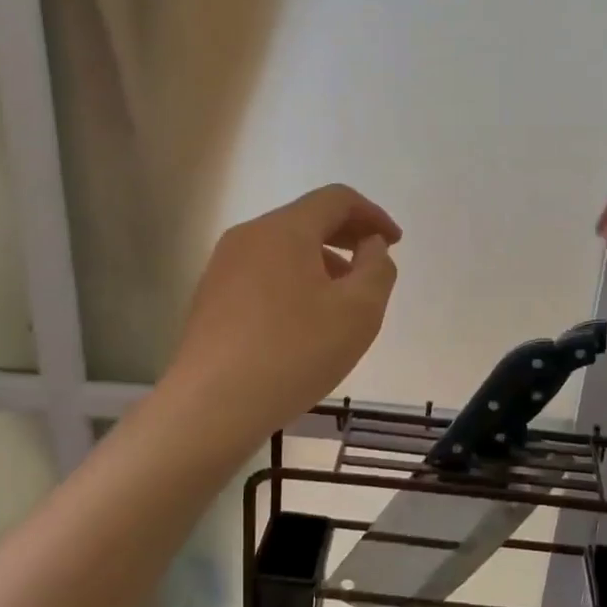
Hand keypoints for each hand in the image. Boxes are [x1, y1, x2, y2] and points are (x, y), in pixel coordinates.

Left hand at [164, 184, 400, 439]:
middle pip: (307, 219)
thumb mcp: (359, 311)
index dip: (373, 215)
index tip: (395, 243)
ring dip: (321, 260)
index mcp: (284, 229)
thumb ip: (378, 268)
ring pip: (284, 247)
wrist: (211, 407)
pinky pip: (263, 271)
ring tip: (342, 300)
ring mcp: (223, 266)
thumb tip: (371, 246)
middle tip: (374, 265)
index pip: (336, 199)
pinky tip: (304, 320)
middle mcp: (249, 236)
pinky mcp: (211, 296)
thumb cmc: (294, 352)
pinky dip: (294, 279)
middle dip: (347, 236)